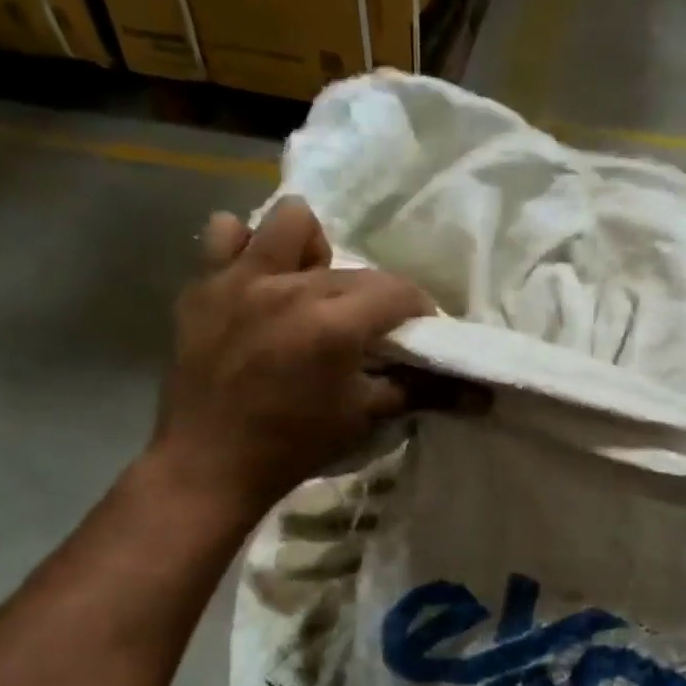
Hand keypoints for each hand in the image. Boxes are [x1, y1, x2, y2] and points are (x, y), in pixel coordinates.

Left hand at [148, 197, 440, 516]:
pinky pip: (224, 236)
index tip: (418, 331)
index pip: (398, 291)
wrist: (209, 464)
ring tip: (308, 285)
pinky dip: (246, 249)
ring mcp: (241, 280)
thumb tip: (481, 397)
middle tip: (366, 330)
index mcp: (335, 324)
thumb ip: (421, 392)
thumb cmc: (294, 445)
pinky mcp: (203, 286)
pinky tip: (256, 280)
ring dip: (311, 247)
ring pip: (291, 221)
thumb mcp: (364, 418)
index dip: (419, 308)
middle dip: (373, 296)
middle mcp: (291, 288)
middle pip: (354, 269)